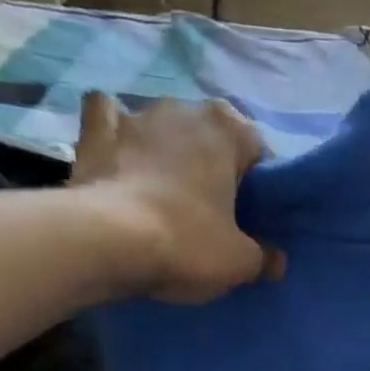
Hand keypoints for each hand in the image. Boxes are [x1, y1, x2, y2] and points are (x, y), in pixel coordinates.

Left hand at [71, 91, 284, 303]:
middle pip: (210, 136)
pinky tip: (120, 154)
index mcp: (227, 128)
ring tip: (167, 191)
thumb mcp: (240, 262)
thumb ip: (264, 257)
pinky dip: (115, 132)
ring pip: (162, 126)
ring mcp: (135, 115)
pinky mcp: (94, 132)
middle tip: (213, 210)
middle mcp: (183, 108)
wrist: (107, 243)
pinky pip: (108, 119)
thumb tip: (276, 261)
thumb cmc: (187, 243)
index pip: (258, 150)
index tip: (253, 217)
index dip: (259, 186)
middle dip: (213, 164)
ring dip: (168, 149)